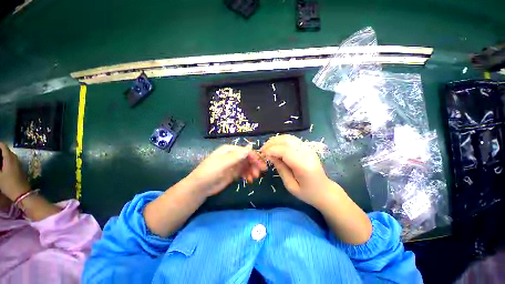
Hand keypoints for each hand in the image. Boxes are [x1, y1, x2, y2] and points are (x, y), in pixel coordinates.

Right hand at [0, 143, 30, 200]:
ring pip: (8, 156)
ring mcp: (18, 163)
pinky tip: (0, 165)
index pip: (3, 146)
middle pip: (6, 150)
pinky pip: (11, 161)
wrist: (22, 193)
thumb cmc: (9, 184)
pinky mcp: (19, 168)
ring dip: (1, 156)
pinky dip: (5, 161)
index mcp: (10, 158)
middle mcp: (15, 158)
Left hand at [187, 145, 266, 196]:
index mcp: (229, 150)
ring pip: (247, 165)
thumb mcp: (222, 163)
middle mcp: (232, 155)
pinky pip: (244, 172)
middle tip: (258, 174)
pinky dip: (248, 175)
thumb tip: (249, 147)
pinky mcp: (233, 173)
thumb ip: (236, 156)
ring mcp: (233, 164)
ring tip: (253, 178)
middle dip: (254, 165)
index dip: (254, 157)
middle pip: (247, 158)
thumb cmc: (210, 172)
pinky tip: (249, 180)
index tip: (260, 166)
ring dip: (252, 170)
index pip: (245, 151)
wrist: (200, 187)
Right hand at [261, 135, 330, 206]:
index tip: (263, 154)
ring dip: (276, 140)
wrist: (325, 191)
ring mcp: (308, 149)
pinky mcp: (307, 147)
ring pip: (289, 138)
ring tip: (267, 146)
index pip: (285, 151)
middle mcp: (307, 154)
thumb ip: (281, 169)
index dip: (272, 150)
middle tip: (262, 150)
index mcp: (303, 166)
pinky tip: (276, 145)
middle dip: (272, 143)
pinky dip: (282, 140)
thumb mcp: (290, 186)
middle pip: (287, 141)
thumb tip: (270, 156)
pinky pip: (292, 139)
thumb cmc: (307, 193)